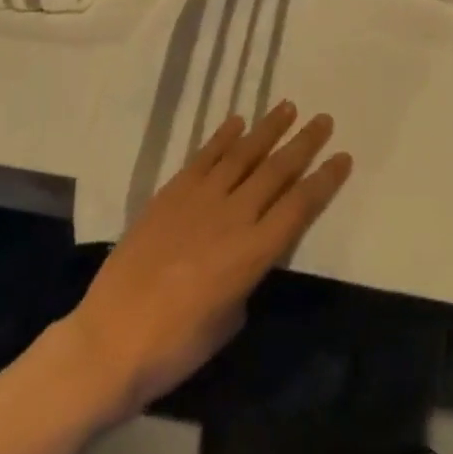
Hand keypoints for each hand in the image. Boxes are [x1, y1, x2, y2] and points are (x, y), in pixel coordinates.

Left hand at [58, 100, 351, 421]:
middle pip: (277, 170)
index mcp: (254, 252)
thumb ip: (247, 279)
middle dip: (304, 143)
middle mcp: (233, 216)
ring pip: (242, 154)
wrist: (109, 341)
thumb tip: (246, 255)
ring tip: (287, 107)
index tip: (343, 157)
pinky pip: (203, 158)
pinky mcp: (170, 195)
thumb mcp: (229, 321)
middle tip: (323, 119)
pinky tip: (237, 122)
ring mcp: (199, 200)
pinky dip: (221, 138)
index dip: (325, 180)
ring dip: (267, 128)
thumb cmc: (176, 347)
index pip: (300, 205)